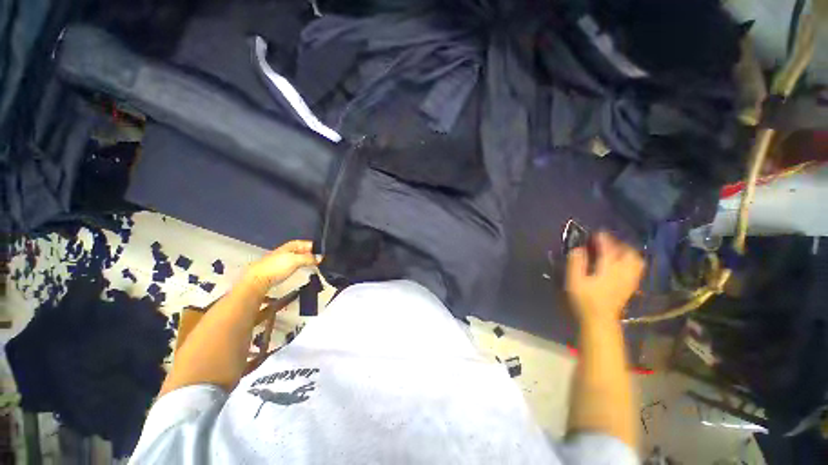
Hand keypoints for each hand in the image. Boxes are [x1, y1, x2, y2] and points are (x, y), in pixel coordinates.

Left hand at [247, 240, 320, 287]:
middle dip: (313, 254)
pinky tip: (305, 271)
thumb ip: (309, 258)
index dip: (317, 247)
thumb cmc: (276, 267)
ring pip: (300, 258)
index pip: (308, 243)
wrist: (258, 279)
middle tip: (323, 260)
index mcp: (291, 245)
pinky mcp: (281, 269)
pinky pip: (296, 265)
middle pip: (304, 250)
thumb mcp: (296, 260)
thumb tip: (321, 258)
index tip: (326, 253)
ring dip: (308, 261)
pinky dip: (302, 266)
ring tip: (316, 266)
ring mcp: (284, 259)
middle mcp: (288, 250)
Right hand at [565, 232, 643, 324]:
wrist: (599, 320)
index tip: (598, 232)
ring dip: (627, 252)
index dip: (603, 239)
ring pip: (635, 261)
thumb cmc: (584, 300)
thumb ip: (576, 263)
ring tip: (617, 250)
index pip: (608, 249)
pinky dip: (631, 262)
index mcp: (608, 269)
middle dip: (619, 244)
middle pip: (628, 253)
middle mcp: (623, 272)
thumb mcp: (574, 281)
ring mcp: (629, 280)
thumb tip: (578, 248)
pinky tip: (623, 264)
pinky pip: (636, 269)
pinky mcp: (630, 287)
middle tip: (608, 241)